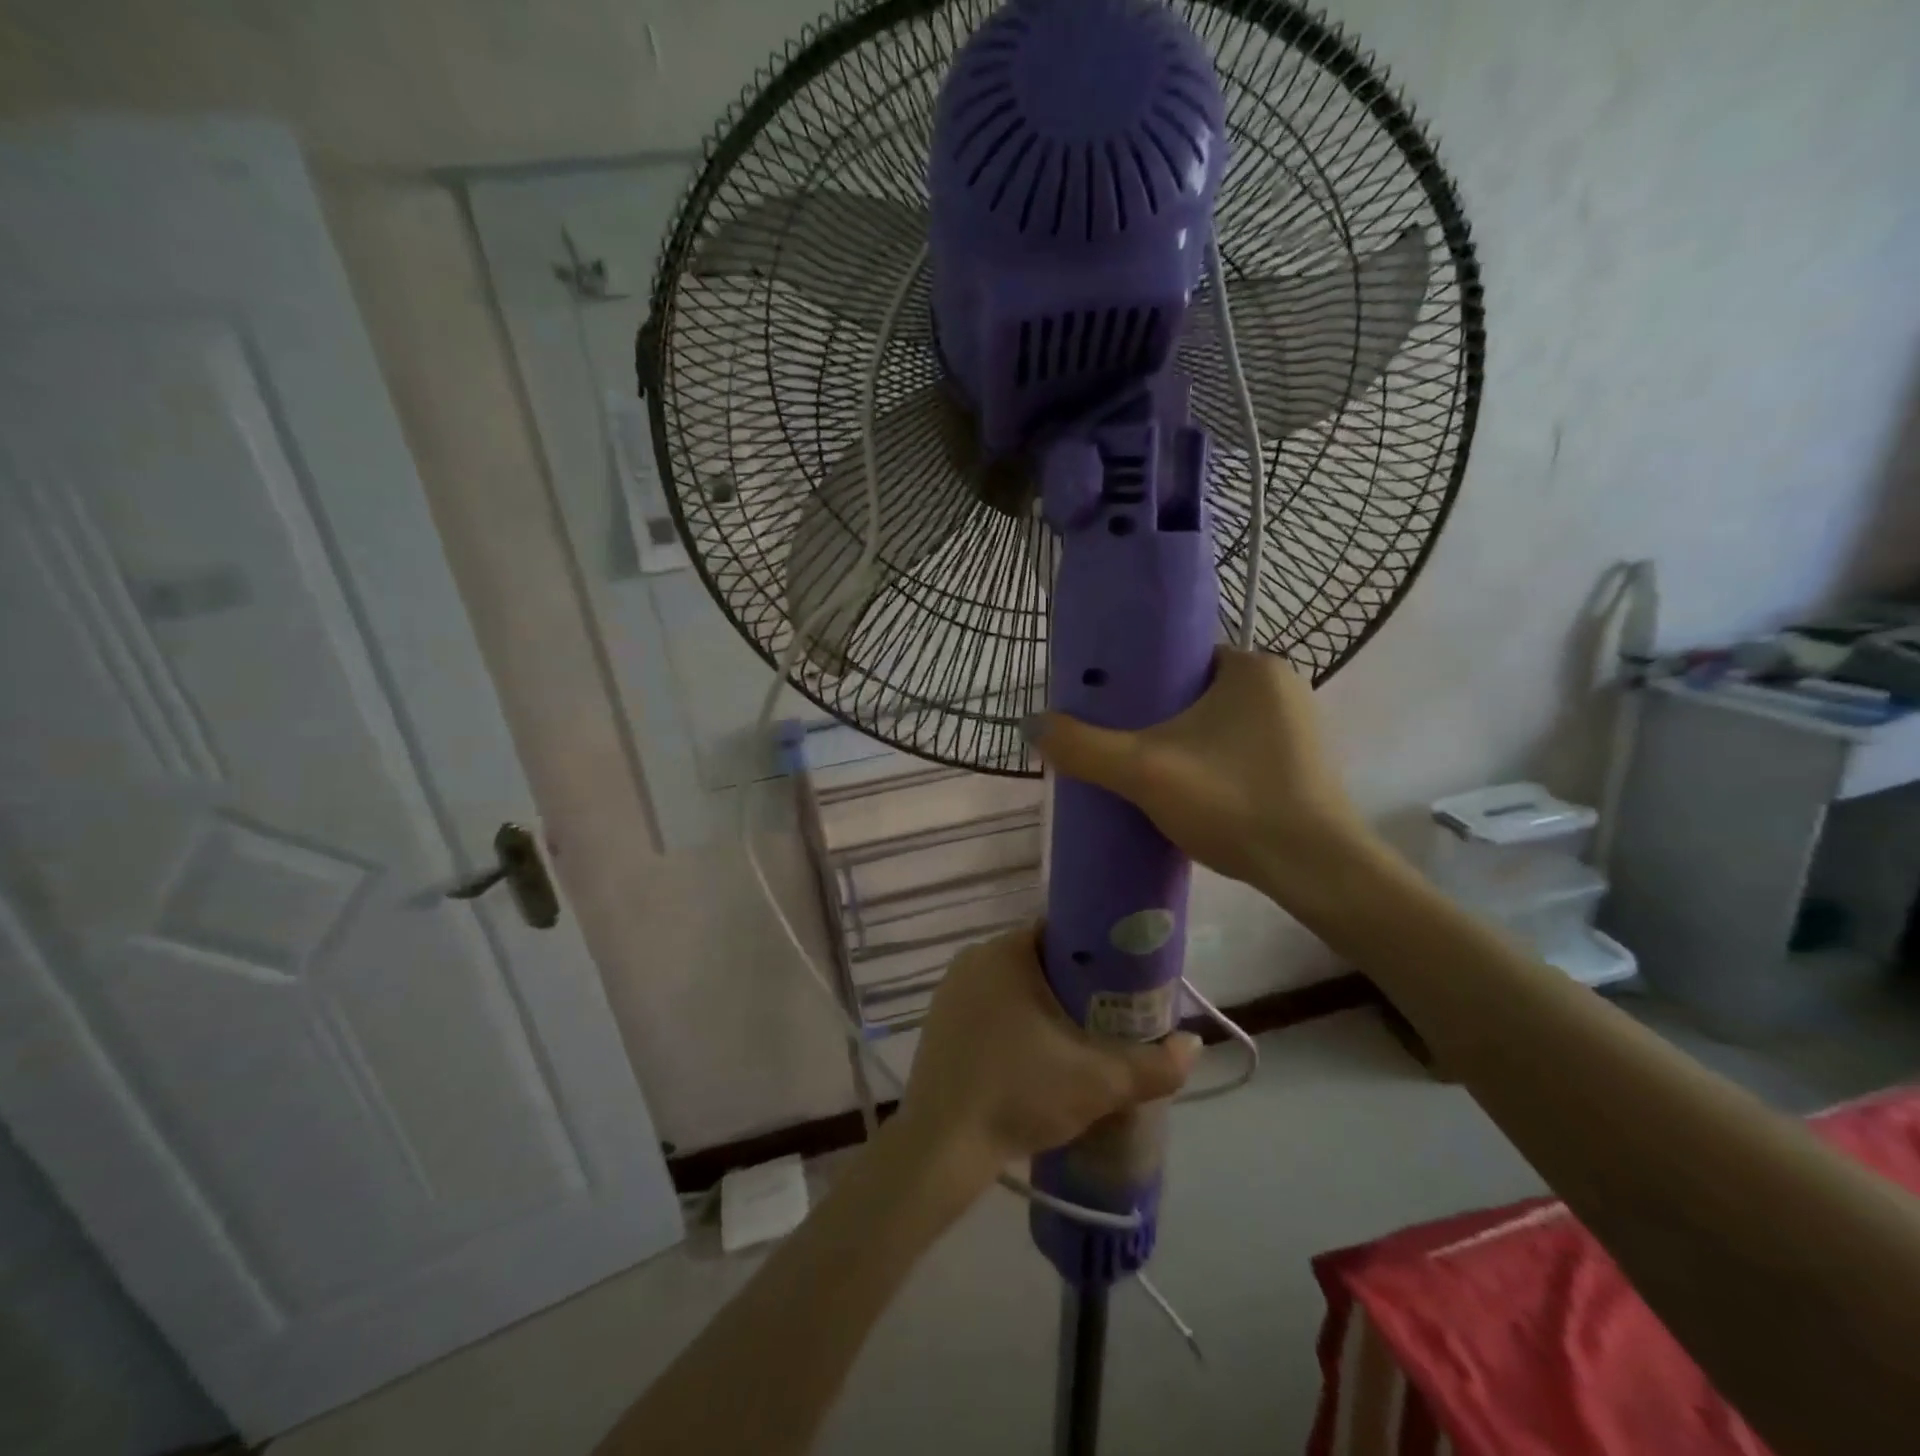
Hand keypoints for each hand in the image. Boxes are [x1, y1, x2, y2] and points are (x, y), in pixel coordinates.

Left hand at [897, 927, 1200, 1184]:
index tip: (1123, 982)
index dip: (1097, 954)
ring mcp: (950, 991)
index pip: (1061, 933)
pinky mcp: (938, 1022)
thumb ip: (1154, 1065)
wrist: (942, 1146)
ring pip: (1012, 986)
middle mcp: (974, 959)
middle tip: (1108, 1017)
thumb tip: (1194, 1044)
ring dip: (1043, 1005)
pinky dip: (1013, 1022)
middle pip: (1038, 959)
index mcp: (1006, 951)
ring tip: (1077, 1040)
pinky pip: (987, 1007)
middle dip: (1074, 985)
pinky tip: (1031, 1057)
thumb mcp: (1098, 1082)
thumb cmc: (1019, 1092)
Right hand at [1025, 647, 1378, 911]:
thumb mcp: (1143, 771)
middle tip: (1119, 749)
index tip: (1107, 711)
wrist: (1314, 872)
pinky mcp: (1302, 766)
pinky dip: (1209, 765)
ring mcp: (1298, 728)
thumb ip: (1084, 746)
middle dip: (1155, 719)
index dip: (1136, 682)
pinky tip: (1188, 795)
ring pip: (1215, 726)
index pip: (1178, 658)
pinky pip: (1238, 751)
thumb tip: (1031, 723)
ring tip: (1145, 775)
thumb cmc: (1232, 801)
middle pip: (1193, 693)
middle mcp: (1282, 686)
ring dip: (1181, 745)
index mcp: (1253, 666)